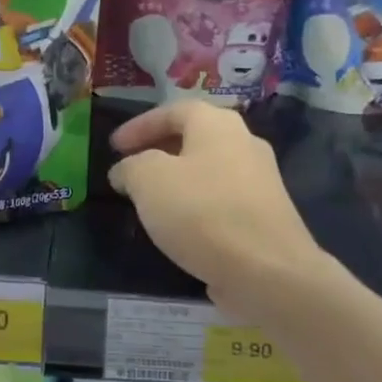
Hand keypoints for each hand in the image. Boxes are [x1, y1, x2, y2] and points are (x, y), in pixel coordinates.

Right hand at [109, 103, 326, 311]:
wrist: (268, 271)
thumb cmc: (202, 213)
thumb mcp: (148, 180)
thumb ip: (130, 167)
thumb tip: (125, 171)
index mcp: (218, 125)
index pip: (173, 110)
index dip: (139, 125)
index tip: (113, 147)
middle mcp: (244, 144)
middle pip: (195, 138)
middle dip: (159, 151)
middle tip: (131, 170)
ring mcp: (259, 182)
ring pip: (208, 171)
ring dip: (177, 180)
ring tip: (149, 201)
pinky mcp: (264, 217)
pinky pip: (220, 201)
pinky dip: (195, 206)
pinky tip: (179, 228)